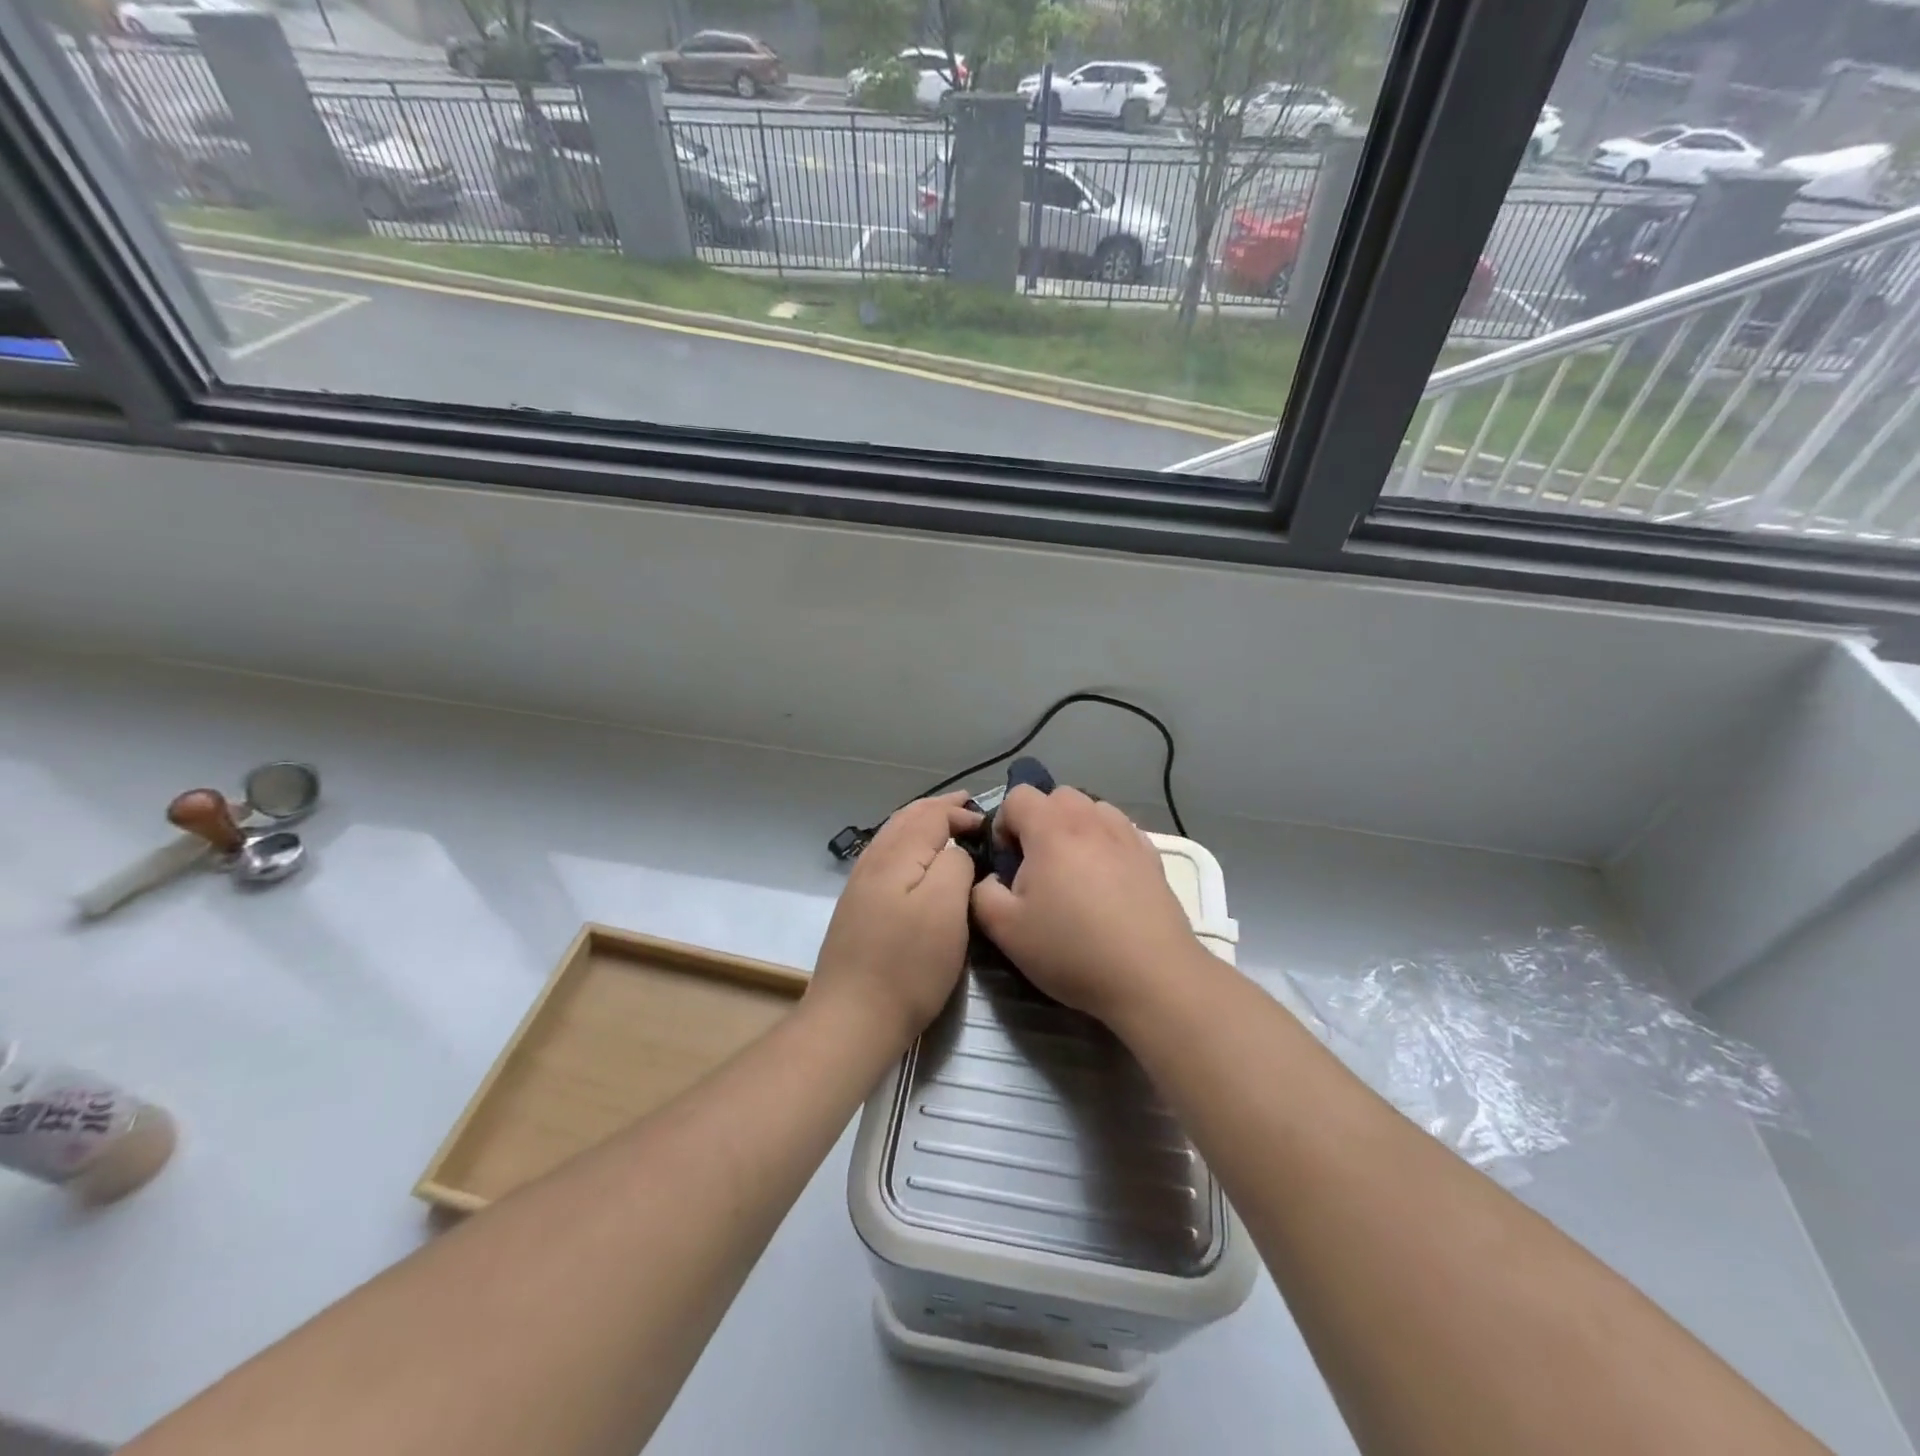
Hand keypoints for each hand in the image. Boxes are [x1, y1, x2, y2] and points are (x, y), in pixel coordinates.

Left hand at [808, 793, 981, 1050]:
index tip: (990, 824)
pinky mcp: (858, 908)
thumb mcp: (946, 907)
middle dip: (939, 809)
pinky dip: (909, 846)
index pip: (931, 814)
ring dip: (922, 824)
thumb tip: (956, 850)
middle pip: (908, 818)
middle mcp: (873, 860)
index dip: (961, 812)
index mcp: (896, 854)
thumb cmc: (908, 964)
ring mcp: (860, 885)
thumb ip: (955, 864)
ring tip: (947, 826)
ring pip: (894, 836)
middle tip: (968, 808)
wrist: (852, 1018)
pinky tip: (919, 863)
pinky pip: (887, 858)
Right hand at [970, 786, 1205, 1027]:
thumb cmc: (1072, 949)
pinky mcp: (1152, 856)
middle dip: (1040, 822)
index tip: (1008, 863)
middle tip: (1038, 867)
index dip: (1003, 825)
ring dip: (1075, 829)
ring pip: (1092, 810)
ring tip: (1074, 872)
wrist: (1150, 976)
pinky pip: (1120, 832)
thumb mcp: (1005, 929)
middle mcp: (1090, 819)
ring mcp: (1126, 835)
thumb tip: (990, 879)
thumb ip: (981, 893)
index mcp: (1051, 828)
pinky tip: (1107, 882)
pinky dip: (1106, 843)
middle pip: (1057, 796)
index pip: (1017, 796)